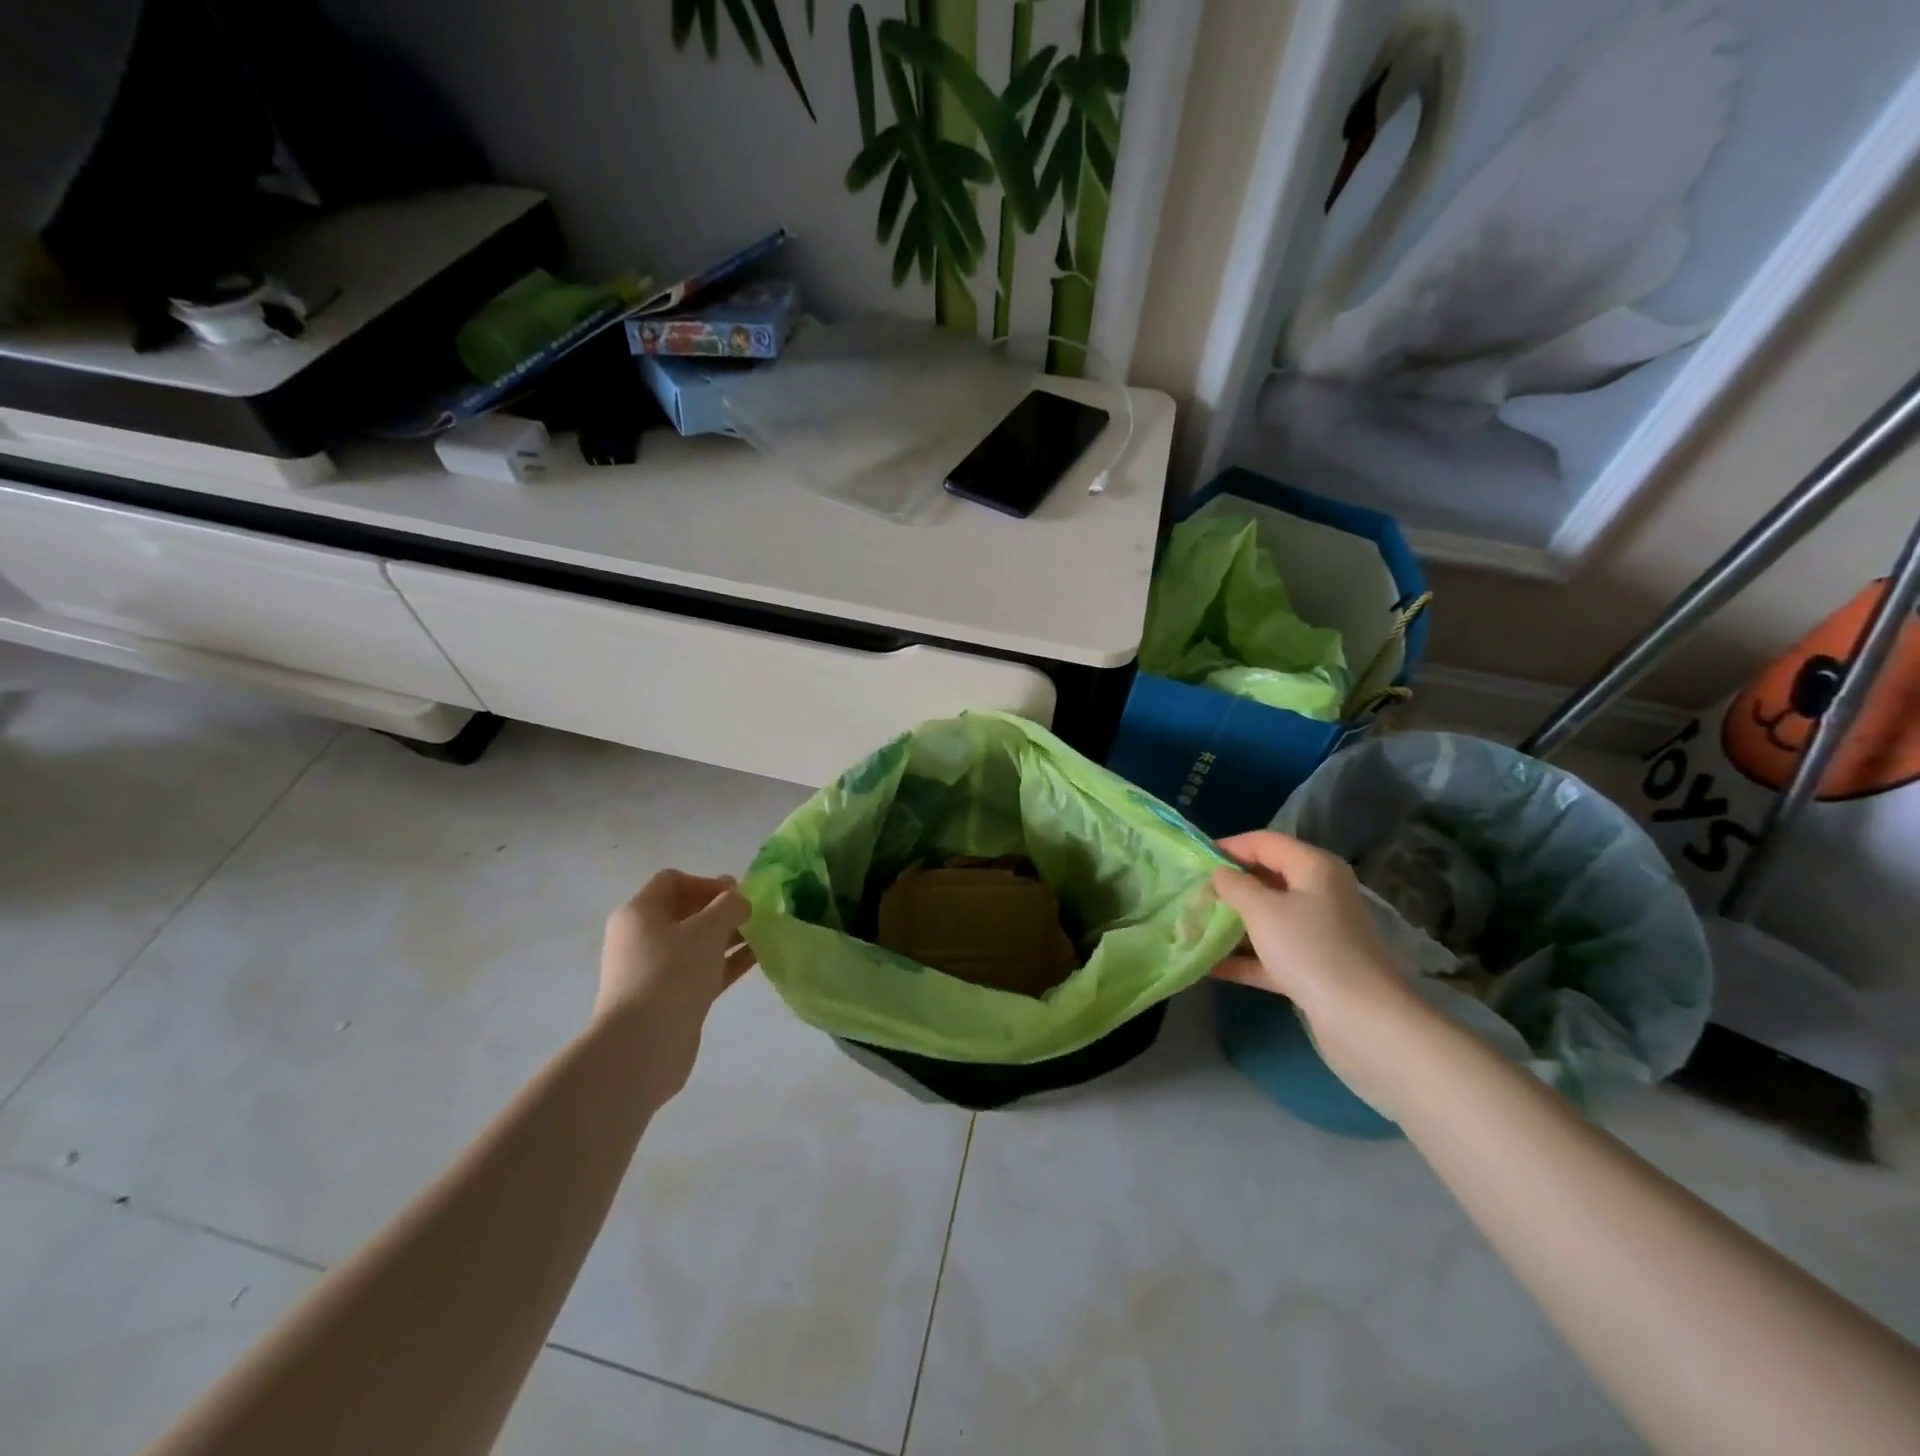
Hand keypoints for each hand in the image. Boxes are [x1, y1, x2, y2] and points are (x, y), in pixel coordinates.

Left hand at [597, 870, 754, 1098]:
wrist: (642, 1047)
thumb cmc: (670, 974)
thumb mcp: (706, 930)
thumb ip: (729, 906)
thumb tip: (740, 900)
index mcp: (639, 913)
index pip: (672, 881)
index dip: (706, 882)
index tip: (736, 895)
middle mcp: (642, 938)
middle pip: (685, 911)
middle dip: (720, 909)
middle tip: (753, 914)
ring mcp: (654, 970)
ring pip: (696, 943)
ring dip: (727, 936)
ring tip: (762, 934)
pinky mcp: (669, 998)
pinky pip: (701, 970)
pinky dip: (726, 961)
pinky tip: (756, 958)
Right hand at [1210, 831, 1437, 1117]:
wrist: (1364, 1023)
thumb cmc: (1310, 950)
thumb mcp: (1262, 911)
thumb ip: (1234, 886)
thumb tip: (1219, 873)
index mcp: (1314, 868)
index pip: (1265, 842)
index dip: (1229, 847)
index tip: (1193, 861)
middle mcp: (1320, 894)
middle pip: (1266, 879)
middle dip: (1228, 887)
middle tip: (1190, 895)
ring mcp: (1319, 933)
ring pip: (1268, 918)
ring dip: (1232, 923)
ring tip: (1191, 926)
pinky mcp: (1315, 969)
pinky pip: (1271, 953)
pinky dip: (1244, 957)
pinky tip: (1208, 965)